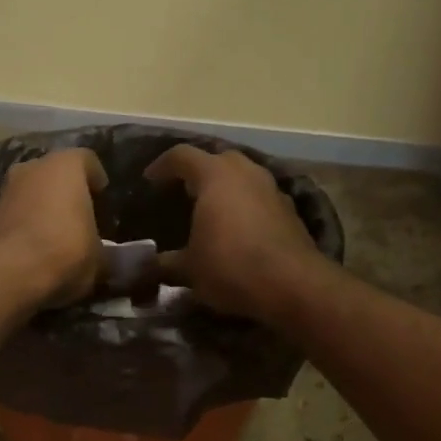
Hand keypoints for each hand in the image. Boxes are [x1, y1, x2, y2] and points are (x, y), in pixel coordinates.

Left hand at [0, 147, 108, 307]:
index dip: (97, 180)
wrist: (7, 275)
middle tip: (82, 217)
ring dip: (45, 208)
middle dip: (68, 192)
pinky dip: (27, 224)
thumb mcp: (101, 260)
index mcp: (66, 165)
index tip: (103, 199)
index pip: (88, 161)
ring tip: (59, 235)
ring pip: (33, 192)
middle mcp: (33, 167)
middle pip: (56, 174)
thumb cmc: (64, 253)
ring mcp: (7, 189)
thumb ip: (112, 253)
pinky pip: (17, 213)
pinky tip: (37, 247)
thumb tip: (128, 262)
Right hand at [143, 145, 320, 319]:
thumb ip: (166, 262)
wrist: (292, 285)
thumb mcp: (189, 269)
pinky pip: (259, 197)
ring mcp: (271, 188)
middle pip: (217, 159)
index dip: (162, 166)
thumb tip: (148, 265)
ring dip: (225, 188)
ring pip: (242, 176)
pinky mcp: (289, 209)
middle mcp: (245, 172)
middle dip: (198, 172)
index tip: (149, 180)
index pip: (181, 156)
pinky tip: (237, 228)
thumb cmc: (230, 267)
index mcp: (214, 176)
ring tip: (210, 209)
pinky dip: (244, 205)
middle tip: (182, 191)